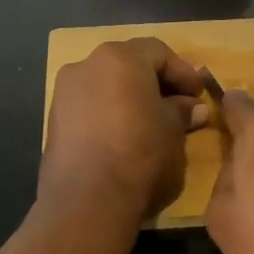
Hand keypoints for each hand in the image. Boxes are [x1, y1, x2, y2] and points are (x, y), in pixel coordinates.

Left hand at [41, 38, 208, 220]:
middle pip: (128, 65)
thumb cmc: (140, 155)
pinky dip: (109, 114)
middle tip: (179, 106)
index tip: (198, 95)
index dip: (183, 72)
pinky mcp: (54, 121)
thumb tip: (193, 108)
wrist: (87, 201)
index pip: (158, 52)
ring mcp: (64, 92)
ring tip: (152, 124)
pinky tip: (124, 137)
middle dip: (155, 83)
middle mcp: (86, 65)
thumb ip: (181, 112)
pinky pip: (89, 107)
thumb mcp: (173, 132)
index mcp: (120, 58)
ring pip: (106, 85)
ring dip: (130, 99)